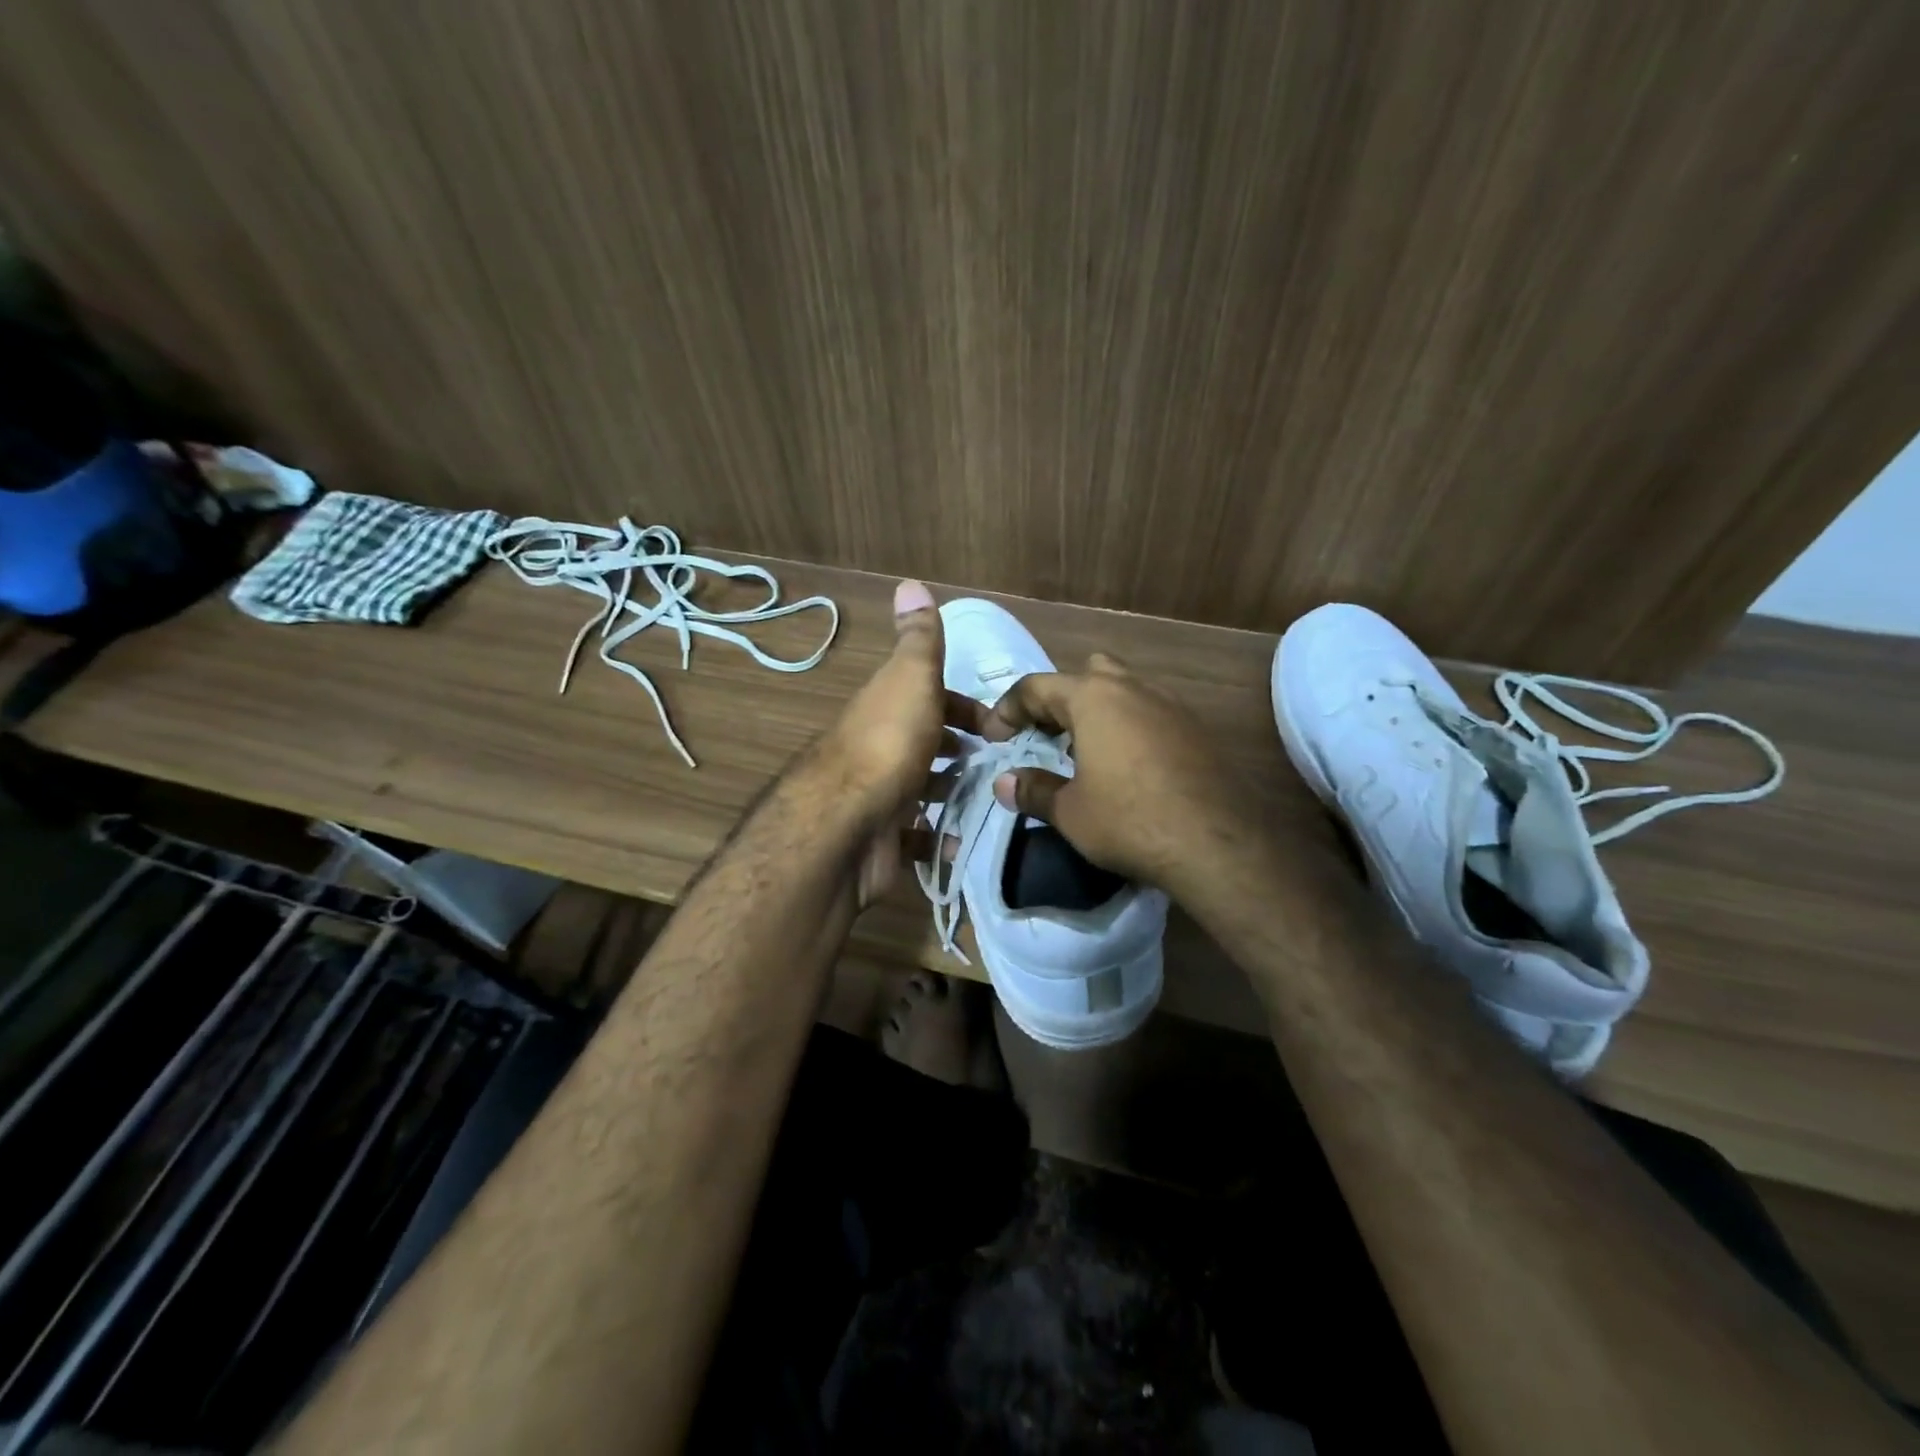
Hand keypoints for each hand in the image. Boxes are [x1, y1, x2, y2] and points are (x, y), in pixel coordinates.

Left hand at [808, 581, 984, 905]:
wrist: (847, 824)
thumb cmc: (890, 744)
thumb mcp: (911, 678)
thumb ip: (919, 639)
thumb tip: (909, 582)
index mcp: (889, 707)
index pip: (931, 698)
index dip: (965, 707)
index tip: (1001, 728)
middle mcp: (881, 747)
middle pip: (926, 742)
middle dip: (961, 751)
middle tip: (1002, 767)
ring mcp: (880, 795)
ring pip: (922, 787)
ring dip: (953, 791)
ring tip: (992, 801)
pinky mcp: (883, 838)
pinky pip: (917, 835)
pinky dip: (939, 837)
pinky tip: (964, 839)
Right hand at [983, 653, 1251, 893]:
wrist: (1216, 844)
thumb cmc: (1128, 820)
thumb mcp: (1070, 812)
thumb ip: (1033, 790)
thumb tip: (1004, 783)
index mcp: (1094, 698)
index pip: (1037, 686)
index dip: (1008, 709)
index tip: (995, 738)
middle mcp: (1133, 689)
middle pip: (1087, 674)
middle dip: (1061, 698)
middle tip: (1046, 735)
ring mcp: (1172, 706)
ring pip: (1125, 690)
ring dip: (1099, 713)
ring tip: (1085, 753)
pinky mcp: (1197, 730)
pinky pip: (1152, 714)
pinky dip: (1130, 729)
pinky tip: (1128, 768)